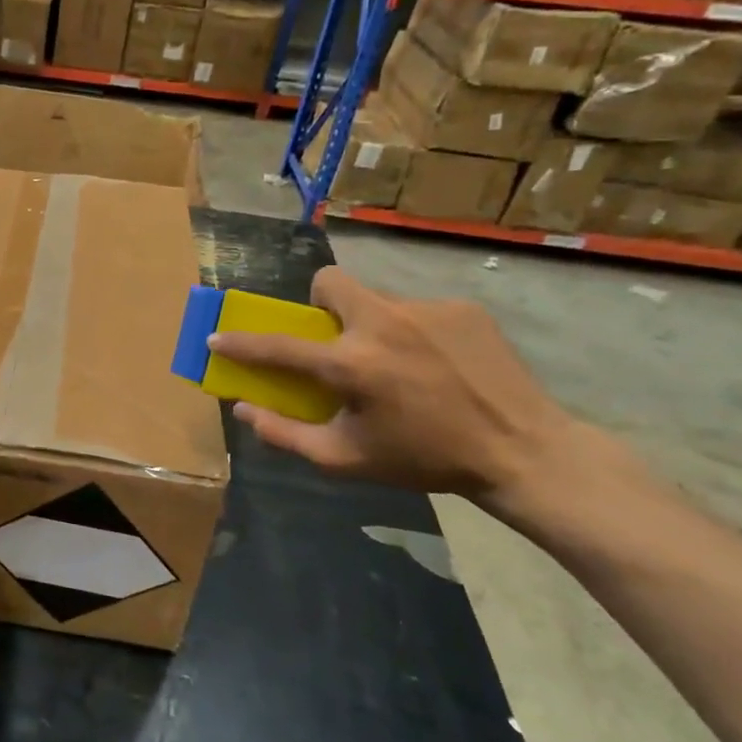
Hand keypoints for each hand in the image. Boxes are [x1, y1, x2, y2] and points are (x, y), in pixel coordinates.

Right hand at [211, 267, 577, 500]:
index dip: (241, 342)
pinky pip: (418, 311)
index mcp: (352, 364)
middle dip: (320, 303)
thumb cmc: (424, 460)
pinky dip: (415, 333)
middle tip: (336, 338)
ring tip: (402, 364)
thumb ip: (286, 434)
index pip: (278, 346)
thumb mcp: (347, 460)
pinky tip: (439, 365)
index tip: (219, 336)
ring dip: (373, 326)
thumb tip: (244, 409)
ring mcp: (426, 310)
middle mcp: (383, 324)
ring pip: (377, 300)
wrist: (523, 450)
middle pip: (330, 282)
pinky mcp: (462, 309)